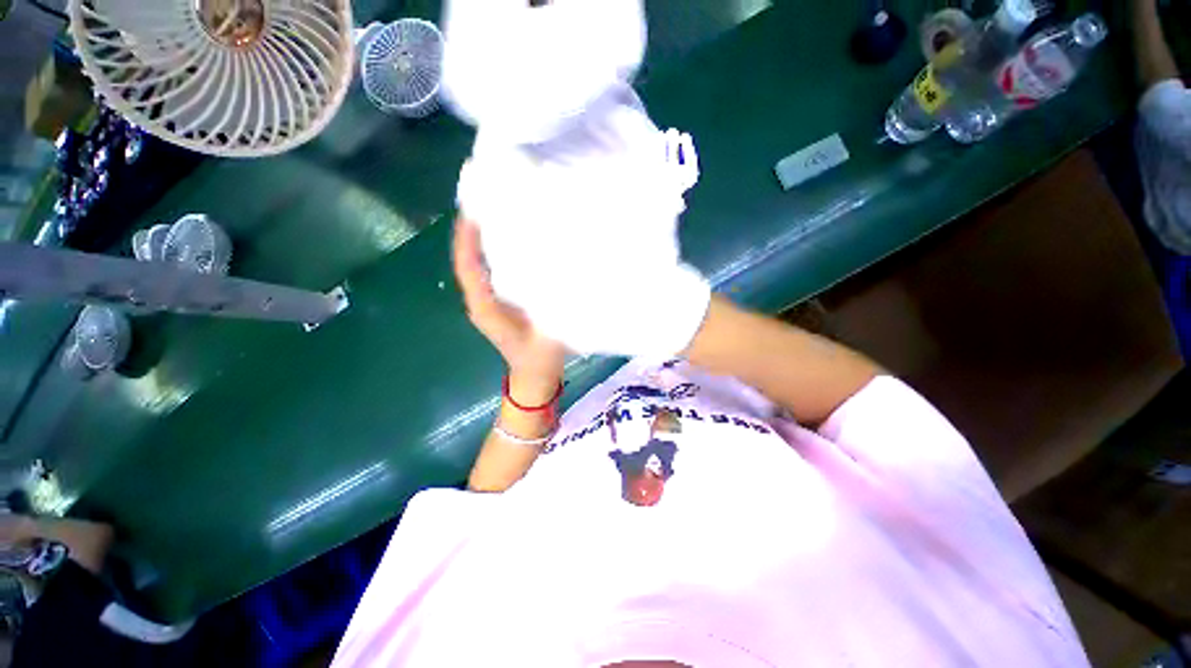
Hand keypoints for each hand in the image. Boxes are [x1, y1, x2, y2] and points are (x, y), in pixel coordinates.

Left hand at [452, 216, 565, 403]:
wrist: (533, 378)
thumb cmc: (539, 360)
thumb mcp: (549, 336)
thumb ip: (554, 310)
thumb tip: (564, 276)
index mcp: (486, 308)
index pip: (468, 267)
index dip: (467, 238)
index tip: (473, 209)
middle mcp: (482, 301)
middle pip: (471, 261)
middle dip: (476, 232)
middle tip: (491, 202)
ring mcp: (490, 302)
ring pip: (481, 266)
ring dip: (486, 241)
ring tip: (503, 215)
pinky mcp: (500, 303)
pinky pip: (494, 273)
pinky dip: (499, 255)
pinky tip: (517, 243)